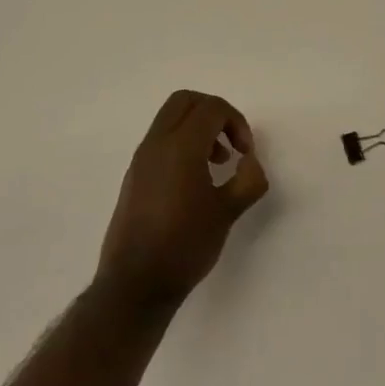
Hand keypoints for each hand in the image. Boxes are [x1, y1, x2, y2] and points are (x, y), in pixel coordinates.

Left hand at [96, 90, 268, 314]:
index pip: (211, 108)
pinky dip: (182, 143)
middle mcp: (156, 144)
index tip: (246, 153)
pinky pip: (160, 141)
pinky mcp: (134, 176)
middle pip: (185, 101)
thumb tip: (250, 162)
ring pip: (170, 119)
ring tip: (218, 163)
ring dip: (198, 128)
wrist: (135, 284)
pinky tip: (196, 181)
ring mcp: (141, 159)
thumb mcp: (228, 212)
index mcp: (180, 147)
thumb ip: (248, 179)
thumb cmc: (185, 245)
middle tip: (232, 142)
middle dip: (215, 113)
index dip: (236, 122)